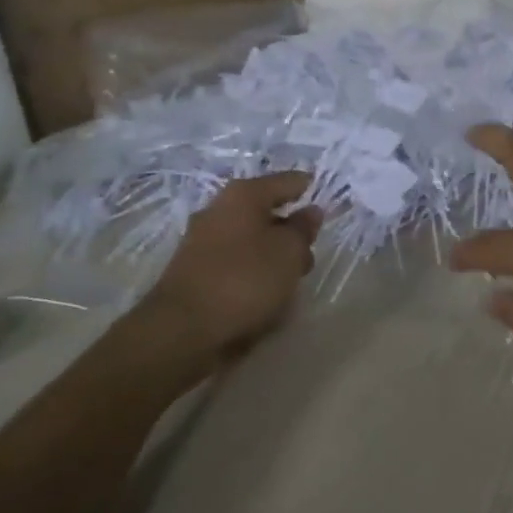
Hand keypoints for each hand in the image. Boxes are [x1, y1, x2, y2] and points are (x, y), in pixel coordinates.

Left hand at [137, 172, 321, 371]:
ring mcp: (203, 242)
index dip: (311, 192)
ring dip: (274, 257)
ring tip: (290, 284)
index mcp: (244, 195)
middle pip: (268, 212)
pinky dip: (254, 275)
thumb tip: (310, 212)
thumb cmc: (245, 279)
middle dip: (292, 232)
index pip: (288, 181)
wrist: (183, 331)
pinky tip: (265, 296)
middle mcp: (219, 210)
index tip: (330, 208)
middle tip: (309, 255)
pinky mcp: (195, 273)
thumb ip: (304, 229)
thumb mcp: (290, 251)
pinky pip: (237, 264)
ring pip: (252, 240)